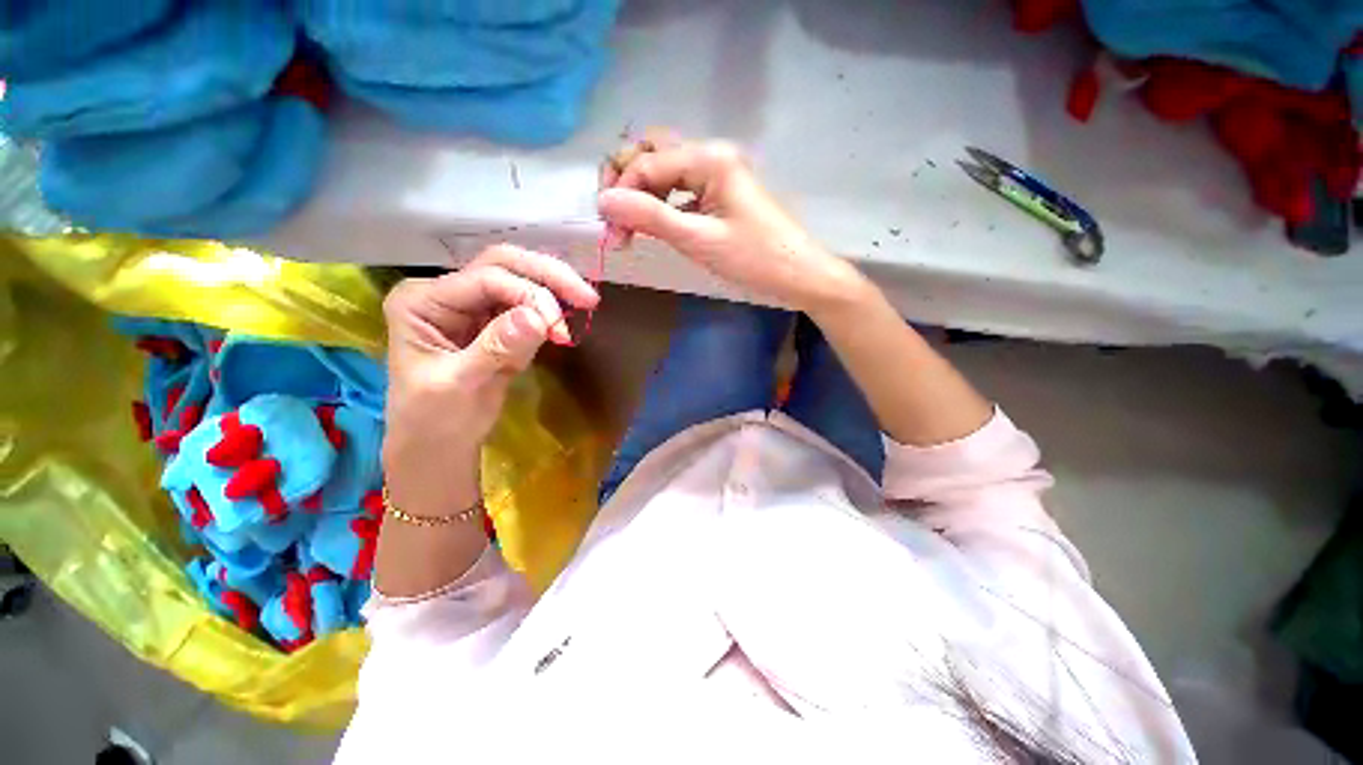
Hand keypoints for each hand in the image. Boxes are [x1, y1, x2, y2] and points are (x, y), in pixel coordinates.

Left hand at [380, 245, 598, 517]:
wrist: (438, 445)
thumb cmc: (435, 421)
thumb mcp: (460, 387)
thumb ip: (496, 349)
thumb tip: (539, 318)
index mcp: (422, 301)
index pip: (485, 279)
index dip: (528, 295)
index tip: (559, 328)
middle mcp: (445, 293)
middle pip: (503, 264)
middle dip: (548, 278)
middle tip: (587, 298)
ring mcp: (471, 305)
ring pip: (520, 278)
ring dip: (554, 290)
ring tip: (585, 305)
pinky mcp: (493, 321)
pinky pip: (527, 303)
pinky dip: (551, 307)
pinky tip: (567, 317)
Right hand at [597, 131, 865, 312]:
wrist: (799, 275)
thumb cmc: (754, 259)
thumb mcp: (699, 240)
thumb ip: (651, 217)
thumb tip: (604, 201)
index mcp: (708, 159)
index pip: (646, 163)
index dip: (621, 194)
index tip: (611, 233)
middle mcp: (711, 155)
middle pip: (652, 151)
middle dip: (626, 180)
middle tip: (615, 218)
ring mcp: (717, 174)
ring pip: (665, 170)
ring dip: (642, 193)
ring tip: (630, 227)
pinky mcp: (720, 193)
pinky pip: (681, 189)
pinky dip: (662, 203)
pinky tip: (655, 226)